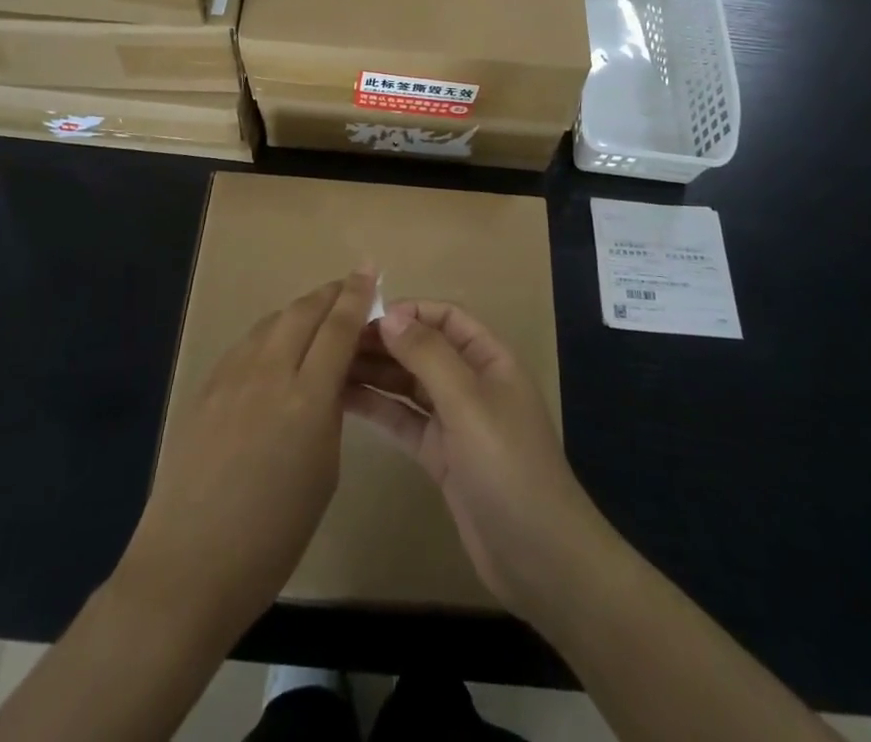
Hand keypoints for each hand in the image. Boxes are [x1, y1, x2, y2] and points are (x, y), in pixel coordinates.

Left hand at [116, 268, 377, 644]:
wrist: (187, 566)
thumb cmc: (271, 537)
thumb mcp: (323, 473)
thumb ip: (329, 414)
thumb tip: (327, 382)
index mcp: (307, 399)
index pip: (338, 328)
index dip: (357, 296)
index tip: (369, 271)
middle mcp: (268, 373)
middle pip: (303, 312)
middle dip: (330, 294)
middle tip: (349, 287)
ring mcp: (231, 377)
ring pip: (271, 322)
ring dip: (299, 312)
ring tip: (315, 315)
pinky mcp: (205, 387)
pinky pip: (246, 345)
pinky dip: (269, 334)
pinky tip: (274, 349)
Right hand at [344, 300, 618, 623]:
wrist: (540, 559)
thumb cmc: (508, 465)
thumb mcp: (468, 403)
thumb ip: (428, 356)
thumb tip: (390, 315)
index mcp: (490, 359)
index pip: (446, 318)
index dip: (410, 311)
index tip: (365, 316)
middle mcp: (472, 383)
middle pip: (424, 349)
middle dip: (385, 342)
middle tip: (335, 343)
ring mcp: (456, 422)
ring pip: (410, 385)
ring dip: (376, 373)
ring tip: (330, 367)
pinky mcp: (441, 456)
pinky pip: (405, 421)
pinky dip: (378, 409)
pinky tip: (344, 400)